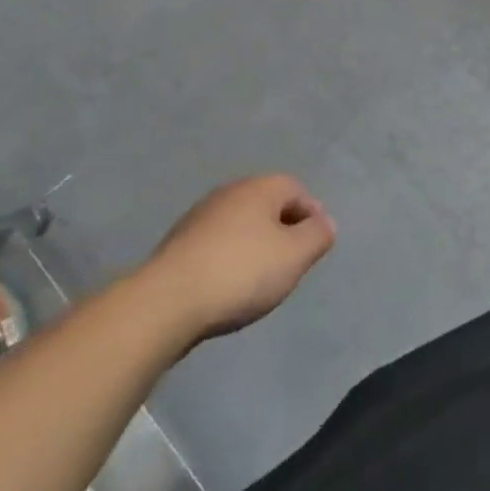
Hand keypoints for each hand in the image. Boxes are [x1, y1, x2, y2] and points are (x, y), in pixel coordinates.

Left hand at [135, 175, 335, 345]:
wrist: (164, 304)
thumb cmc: (240, 273)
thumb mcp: (295, 256)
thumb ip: (318, 235)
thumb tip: (324, 223)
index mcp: (261, 187)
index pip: (297, 190)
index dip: (311, 216)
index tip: (312, 248)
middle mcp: (230, 192)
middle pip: (267, 205)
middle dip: (281, 231)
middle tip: (288, 265)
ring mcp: (199, 217)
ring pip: (240, 225)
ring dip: (252, 246)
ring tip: (256, 282)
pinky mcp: (177, 245)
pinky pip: (215, 246)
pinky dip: (226, 261)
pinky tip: (224, 289)